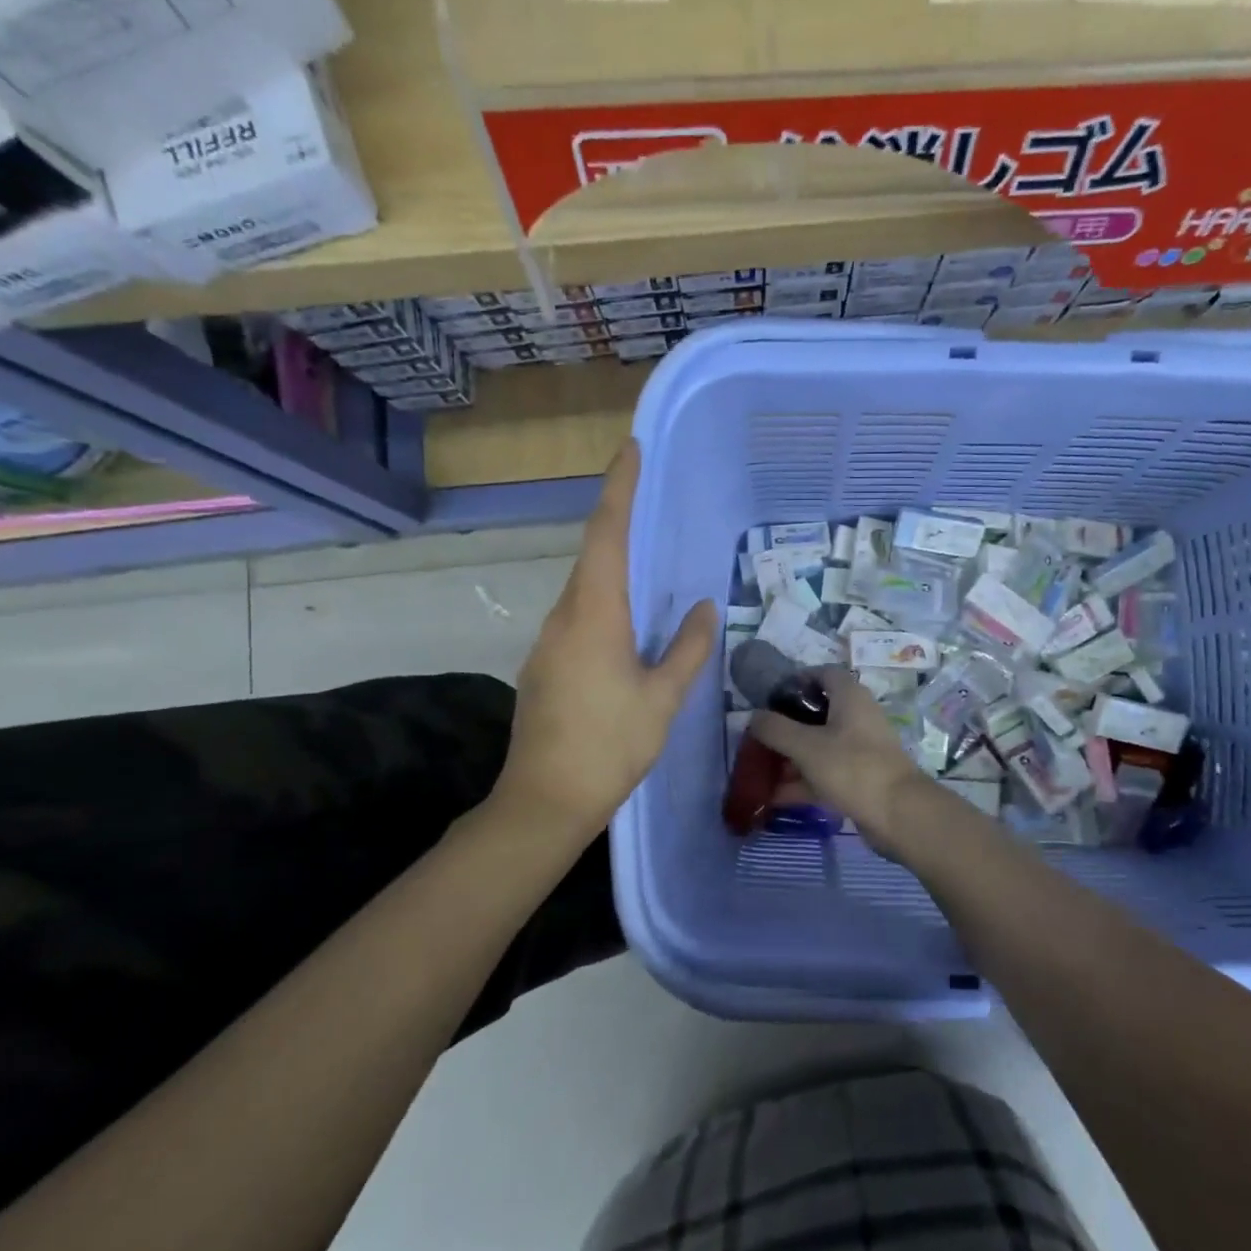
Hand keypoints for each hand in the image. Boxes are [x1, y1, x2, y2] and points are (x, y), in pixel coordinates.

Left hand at [493, 440, 715, 842]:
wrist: (545, 800)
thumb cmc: (610, 745)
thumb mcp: (663, 697)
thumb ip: (688, 648)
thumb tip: (704, 606)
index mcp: (594, 615)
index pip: (607, 535)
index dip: (619, 489)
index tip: (632, 450)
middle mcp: (564, 616)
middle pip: (593, 556)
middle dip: (618, 520)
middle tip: (650, 497)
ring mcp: (549, 642)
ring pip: (585, 588)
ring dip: (613, 565)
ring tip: (649, 559)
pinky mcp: (545, 665)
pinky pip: (579, 616)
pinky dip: (605, 601)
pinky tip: (629, 622)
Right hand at [750, 666, 935, 854]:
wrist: (899, 814)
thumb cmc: (852, 767)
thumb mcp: (806, 746)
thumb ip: (775, 729)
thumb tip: (753, 716)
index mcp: (850, 697)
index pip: (823, 674)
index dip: (797, 680)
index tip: (771, 698)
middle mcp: (858, 717)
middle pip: (817, 713)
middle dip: (787, 727)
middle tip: (759, 739)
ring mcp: (861, 749)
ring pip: (820, 746)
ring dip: (792, 758)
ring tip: (760, 771)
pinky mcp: (862, 778)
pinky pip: (826, 773)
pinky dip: (804, 781)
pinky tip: (776, 797)